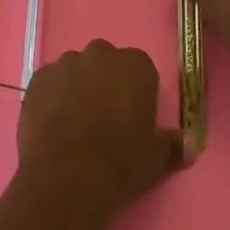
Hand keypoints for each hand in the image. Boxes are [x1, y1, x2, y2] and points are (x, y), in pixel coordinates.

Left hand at [16, 41, 184, 226]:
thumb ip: (173, 145)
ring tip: (76, 126)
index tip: (133, 117)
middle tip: (105, 121)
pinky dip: (53, 97)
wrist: (68, 176)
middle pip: (106, 63)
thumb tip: (190, 145)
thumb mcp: (156, 159)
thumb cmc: (120, 163)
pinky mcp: (38, 77)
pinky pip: (50, 83)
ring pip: (76, 71)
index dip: (137, 93)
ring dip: (78, 88)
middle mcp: (100, 53)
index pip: (141, 70)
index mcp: (135, 65)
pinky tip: (54, 126)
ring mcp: (66, 62)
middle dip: (106, 84)